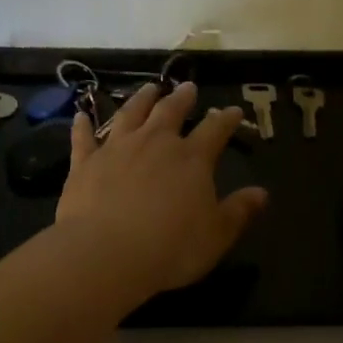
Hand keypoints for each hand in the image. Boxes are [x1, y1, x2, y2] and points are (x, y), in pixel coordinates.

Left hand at [55, 82, 268, 295]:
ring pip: (130, 114)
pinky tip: (81, 115)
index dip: (226, 119)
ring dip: (141, 99)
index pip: (215, 130)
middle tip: (187, 87)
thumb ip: (238, 211)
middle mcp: (155, 143)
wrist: (106, 254)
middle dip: (182, 98)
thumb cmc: (170, 248)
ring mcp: (117, 149)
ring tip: (149, 88)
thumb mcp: (216, 235)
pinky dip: (83, 125)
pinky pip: (84, 138)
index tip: (233, 111)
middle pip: (171, 112)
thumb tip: (262, 193)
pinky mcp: (85, 163)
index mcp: (192, 159)